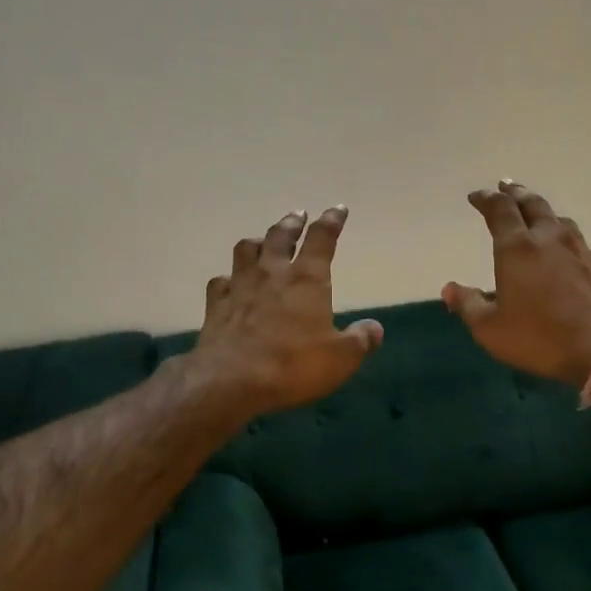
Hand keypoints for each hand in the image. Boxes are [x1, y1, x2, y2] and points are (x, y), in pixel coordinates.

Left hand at [191, 206, 383, 417]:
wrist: (231, 381)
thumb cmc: (293, 365)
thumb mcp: (341, 358)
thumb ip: (360, 340)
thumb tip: (375, 328)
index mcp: (307, 278)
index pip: (322, 238)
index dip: (332, 221)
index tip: (338, 209)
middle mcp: (272, 272)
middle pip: (281, 235)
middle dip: (293, 222)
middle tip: (298, 214)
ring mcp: (240, 285)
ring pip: (247, 249)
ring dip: (258, 241)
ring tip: (263, 240)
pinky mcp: (216, 305)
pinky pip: (220, 281)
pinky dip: (228, 277)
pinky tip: (230, 282)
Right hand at [443, 181, 590, 385]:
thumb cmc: (539, 337)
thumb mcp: (490, 328)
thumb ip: (468, 305)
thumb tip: (449, 289)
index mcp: (517, 248)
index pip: (499, 210)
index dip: (486, 199)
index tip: (477, 196)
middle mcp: (550, 239)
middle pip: (533, 204)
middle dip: (516, 193)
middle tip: (506, 187)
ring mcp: (582, 250)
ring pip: (560, 220)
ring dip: (544, 213)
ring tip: (537, 215)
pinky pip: (582, 245)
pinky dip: (568, 242)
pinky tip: (571, 254)